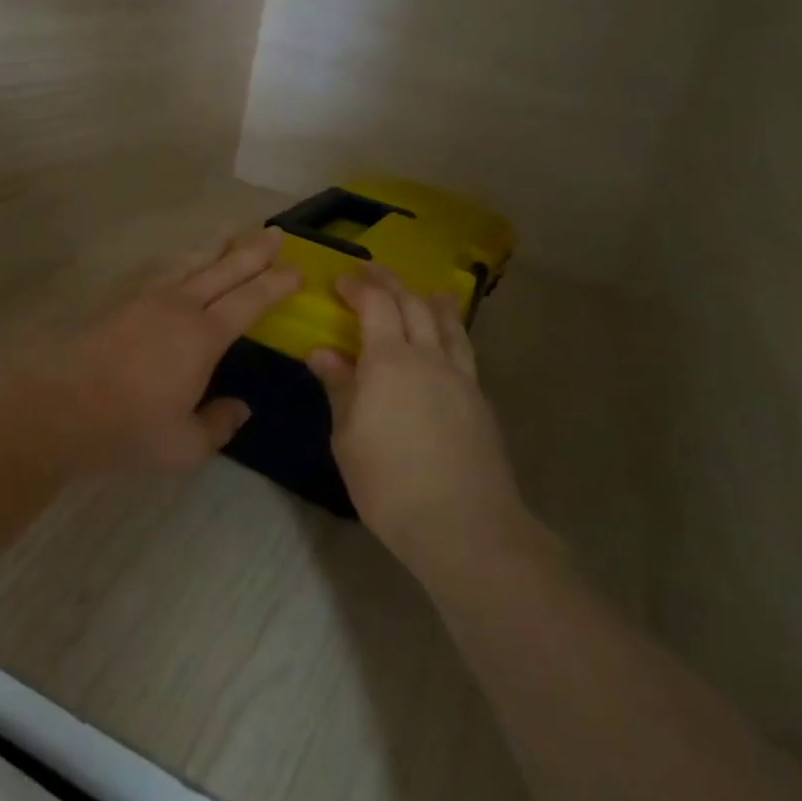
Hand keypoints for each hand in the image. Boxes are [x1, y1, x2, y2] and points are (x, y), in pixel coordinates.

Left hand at [33, 228, 299, 474]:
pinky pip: (164, 270)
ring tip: (234, 231)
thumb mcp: (185, 445)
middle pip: (224, 269)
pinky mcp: (122, 301)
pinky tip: (184, 261)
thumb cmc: (129, 427)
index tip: (297, 270)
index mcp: (204, 336)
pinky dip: (183, 259)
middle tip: (276, 232)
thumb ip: (218, 424)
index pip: (250, 300)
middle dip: (253, 250)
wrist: (60, 406)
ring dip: (218, 246)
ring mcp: (148, 299)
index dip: (276, 284)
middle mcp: (180, 306)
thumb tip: (240, 407)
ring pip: (192, 262)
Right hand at [310, 267, 558, 580]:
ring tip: (423, 291)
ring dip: (429, 300)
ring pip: (448, 322)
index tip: (340, 280)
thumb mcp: (348, 438)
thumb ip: (339, 388)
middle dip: (390, 282)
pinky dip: (450, 330)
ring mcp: (461, 377)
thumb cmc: (389, 484)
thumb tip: (322, 353)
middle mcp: (429, 357)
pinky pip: (463, 349)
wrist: (465, 526)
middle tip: (370, 273)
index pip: (376, 304)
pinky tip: (446, 341)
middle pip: (413, 303)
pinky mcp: (480, 400)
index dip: (358, 286)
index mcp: (390, 361)